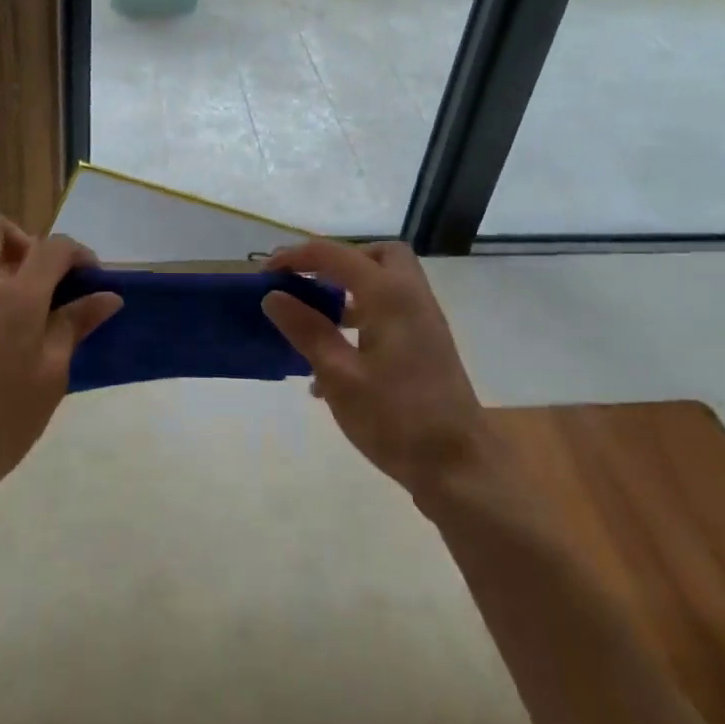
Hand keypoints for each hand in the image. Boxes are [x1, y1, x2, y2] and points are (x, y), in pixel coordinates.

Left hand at [0, 211, 121, 525]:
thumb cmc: (1, 423)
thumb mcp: (50, 376)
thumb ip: (75, 326)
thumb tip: (106, 296)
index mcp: (14, 297)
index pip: (52, 247)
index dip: (78, 253)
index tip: (90, 280)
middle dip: (23, 239)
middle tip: (42, 280)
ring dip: (2, 276)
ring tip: (22, 330)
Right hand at [262, 239, 504, 513]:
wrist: (458, 468)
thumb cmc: (396, 419)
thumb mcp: (339, 376)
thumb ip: (306, 330)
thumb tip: (273, 296)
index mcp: (389, 296)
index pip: (335, 255)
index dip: (295, 257)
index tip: (265, 274)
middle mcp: (411, 298)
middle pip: (376, 255)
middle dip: (338, 261)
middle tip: (308, 284)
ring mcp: (424, 323)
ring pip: (385, 283)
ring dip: (348, 290)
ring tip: (313, 321)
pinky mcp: (426, 347)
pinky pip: (390, 312)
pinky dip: (362, 317)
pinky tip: (333, 361)